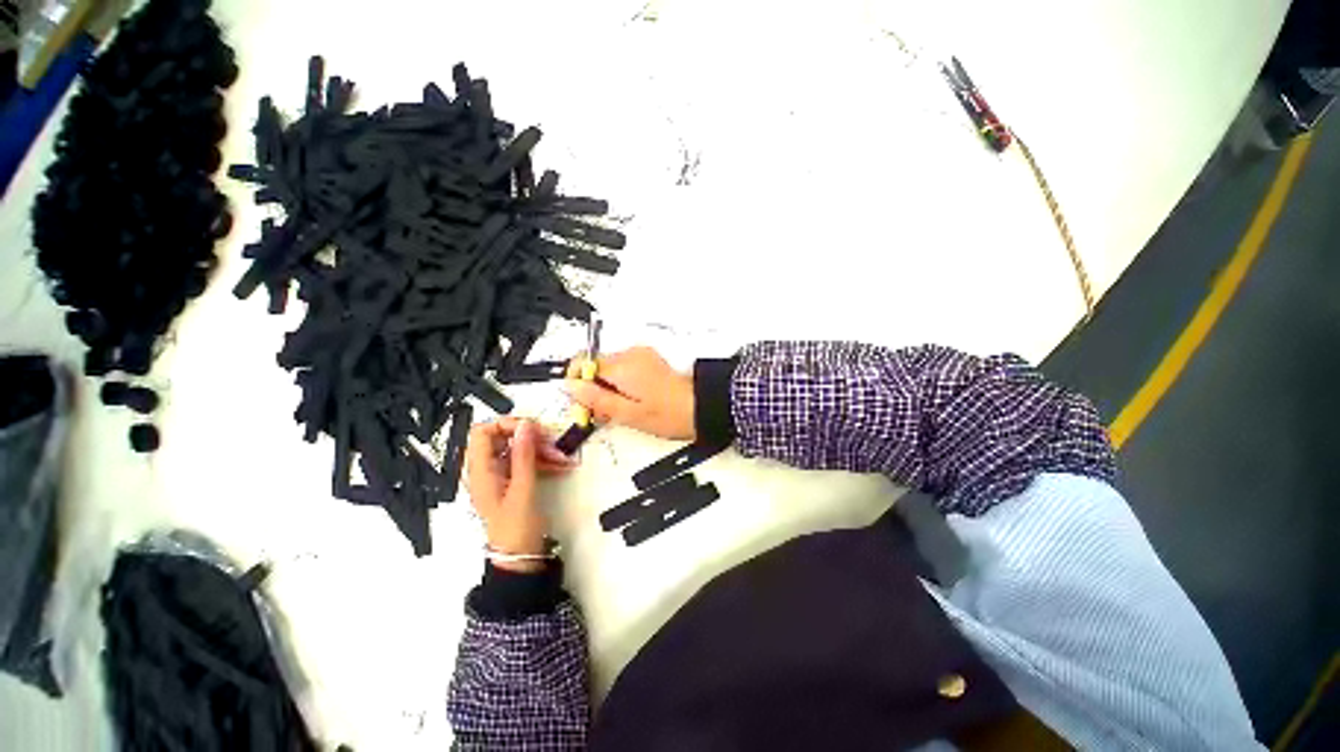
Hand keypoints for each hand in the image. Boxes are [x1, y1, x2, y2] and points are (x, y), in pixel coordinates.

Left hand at [465, 417, 575, 571]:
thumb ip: (524, 455)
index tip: (531, 429)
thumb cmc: (516, 527)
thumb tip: (526, 424)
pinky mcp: (514, 480)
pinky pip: (527, 462)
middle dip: (530, 437)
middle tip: (552, 443)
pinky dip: (543, 460)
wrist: (520, 559)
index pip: (482, 432)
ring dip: (542, 449)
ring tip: (563, 457)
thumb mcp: (523, 490)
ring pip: (519, 449)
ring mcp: (501, 474)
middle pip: (504, 438)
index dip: (504, 425)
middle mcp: (487, 469)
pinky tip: (562, 465)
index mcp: (480, 471)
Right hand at [565, 347, 694, 440]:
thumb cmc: (670, 413)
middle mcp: (630, 354)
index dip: (577, 382)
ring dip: (607, 387)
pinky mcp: (648, 360)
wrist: (701, 406)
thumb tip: (571, 387)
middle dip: (593, 387)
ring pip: (609, 368)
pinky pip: (623, 368)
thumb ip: (597, 399)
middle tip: (604, 413)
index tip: (582, 401)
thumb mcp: (628, 414)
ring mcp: (641, 355)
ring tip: (621, 410)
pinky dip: (620, 383)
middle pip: (595, 365)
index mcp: (622, 366)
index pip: (582, 362)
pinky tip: (631, 401)